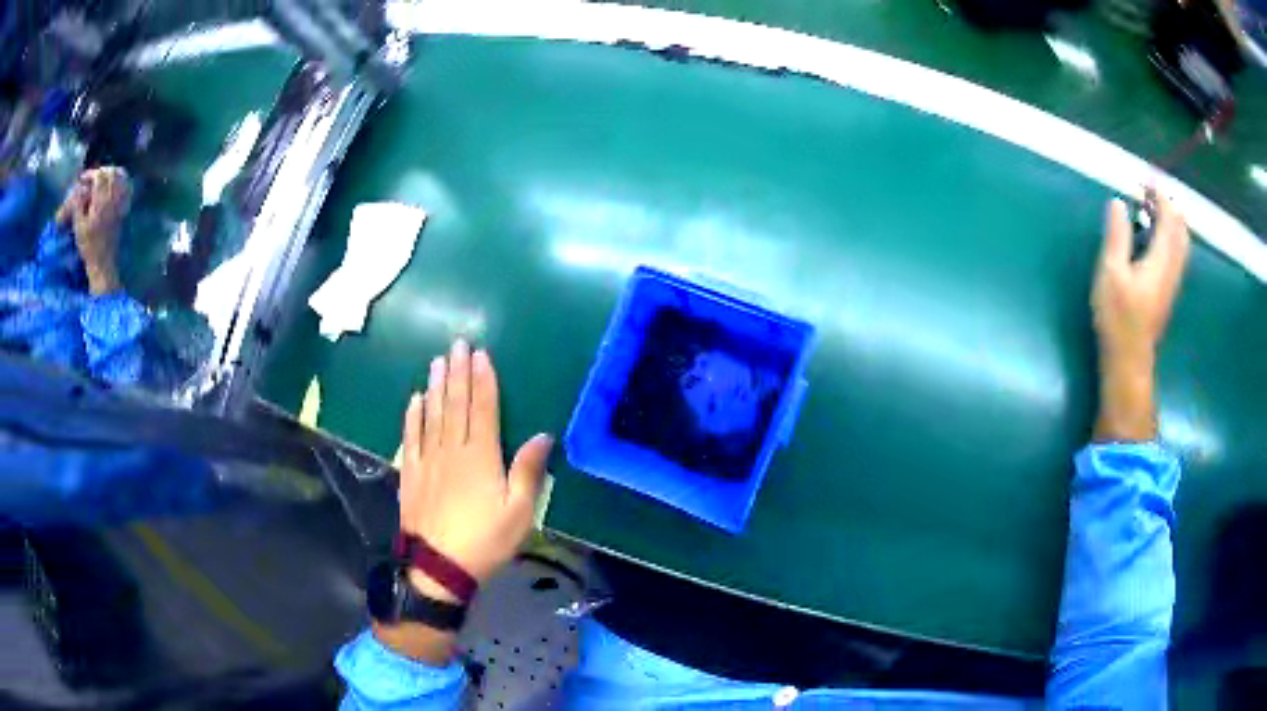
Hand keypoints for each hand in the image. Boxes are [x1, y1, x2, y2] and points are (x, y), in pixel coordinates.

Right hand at [60, 167, 130, 294]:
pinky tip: (114, 181)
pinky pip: (126, 186)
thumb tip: (80, 187)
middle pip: (111, 173)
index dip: (91, 174)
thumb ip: (79, 204)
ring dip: (111, 172)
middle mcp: (113, 199)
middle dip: (100, 171)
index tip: (82, 178)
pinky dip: (121, 179)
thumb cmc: (88, 246)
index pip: (99, 176)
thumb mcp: (79, 226)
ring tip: (101, 177)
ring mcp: (120, 202)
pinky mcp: (124, 208)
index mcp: (101, 202)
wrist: (103, 263)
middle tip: (91, 177)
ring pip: (120, 176)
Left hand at [399, 339, 552, 596]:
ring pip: (432, 415)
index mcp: (481, 457)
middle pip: (455, 405)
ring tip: (437, 362)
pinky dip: (413, 416)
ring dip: (436, 387)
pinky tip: (415, 400)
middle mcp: (452, 450)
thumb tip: (543, 435)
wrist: (438, 567)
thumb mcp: (519, 512)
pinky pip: (410, 437)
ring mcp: (427, 460)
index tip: (480, 355)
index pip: (483, 410)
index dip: (482, 381)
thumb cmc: (485, 540)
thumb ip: (528, 471)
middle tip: (457, 345)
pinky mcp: (411, 474)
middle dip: (458, 373)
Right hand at [1091, 192, 1190, 440]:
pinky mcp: (1167, 291)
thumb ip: (1117, 236)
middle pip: (1181, 229)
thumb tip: (1119, 203)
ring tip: (1151, 210)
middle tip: (1149, 193)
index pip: (1169, 218)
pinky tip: (1154, 236)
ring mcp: (1172, 282)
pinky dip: (1169, 236)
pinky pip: (1176, 254)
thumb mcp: (1111, 272)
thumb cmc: (1118, 317)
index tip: (1145, 180)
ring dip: (1170, 221)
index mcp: (1161, 260)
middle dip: (1168, 206)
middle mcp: (1172, 268)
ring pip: (1180, 243)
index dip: (1160, 195)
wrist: (1129, 361)